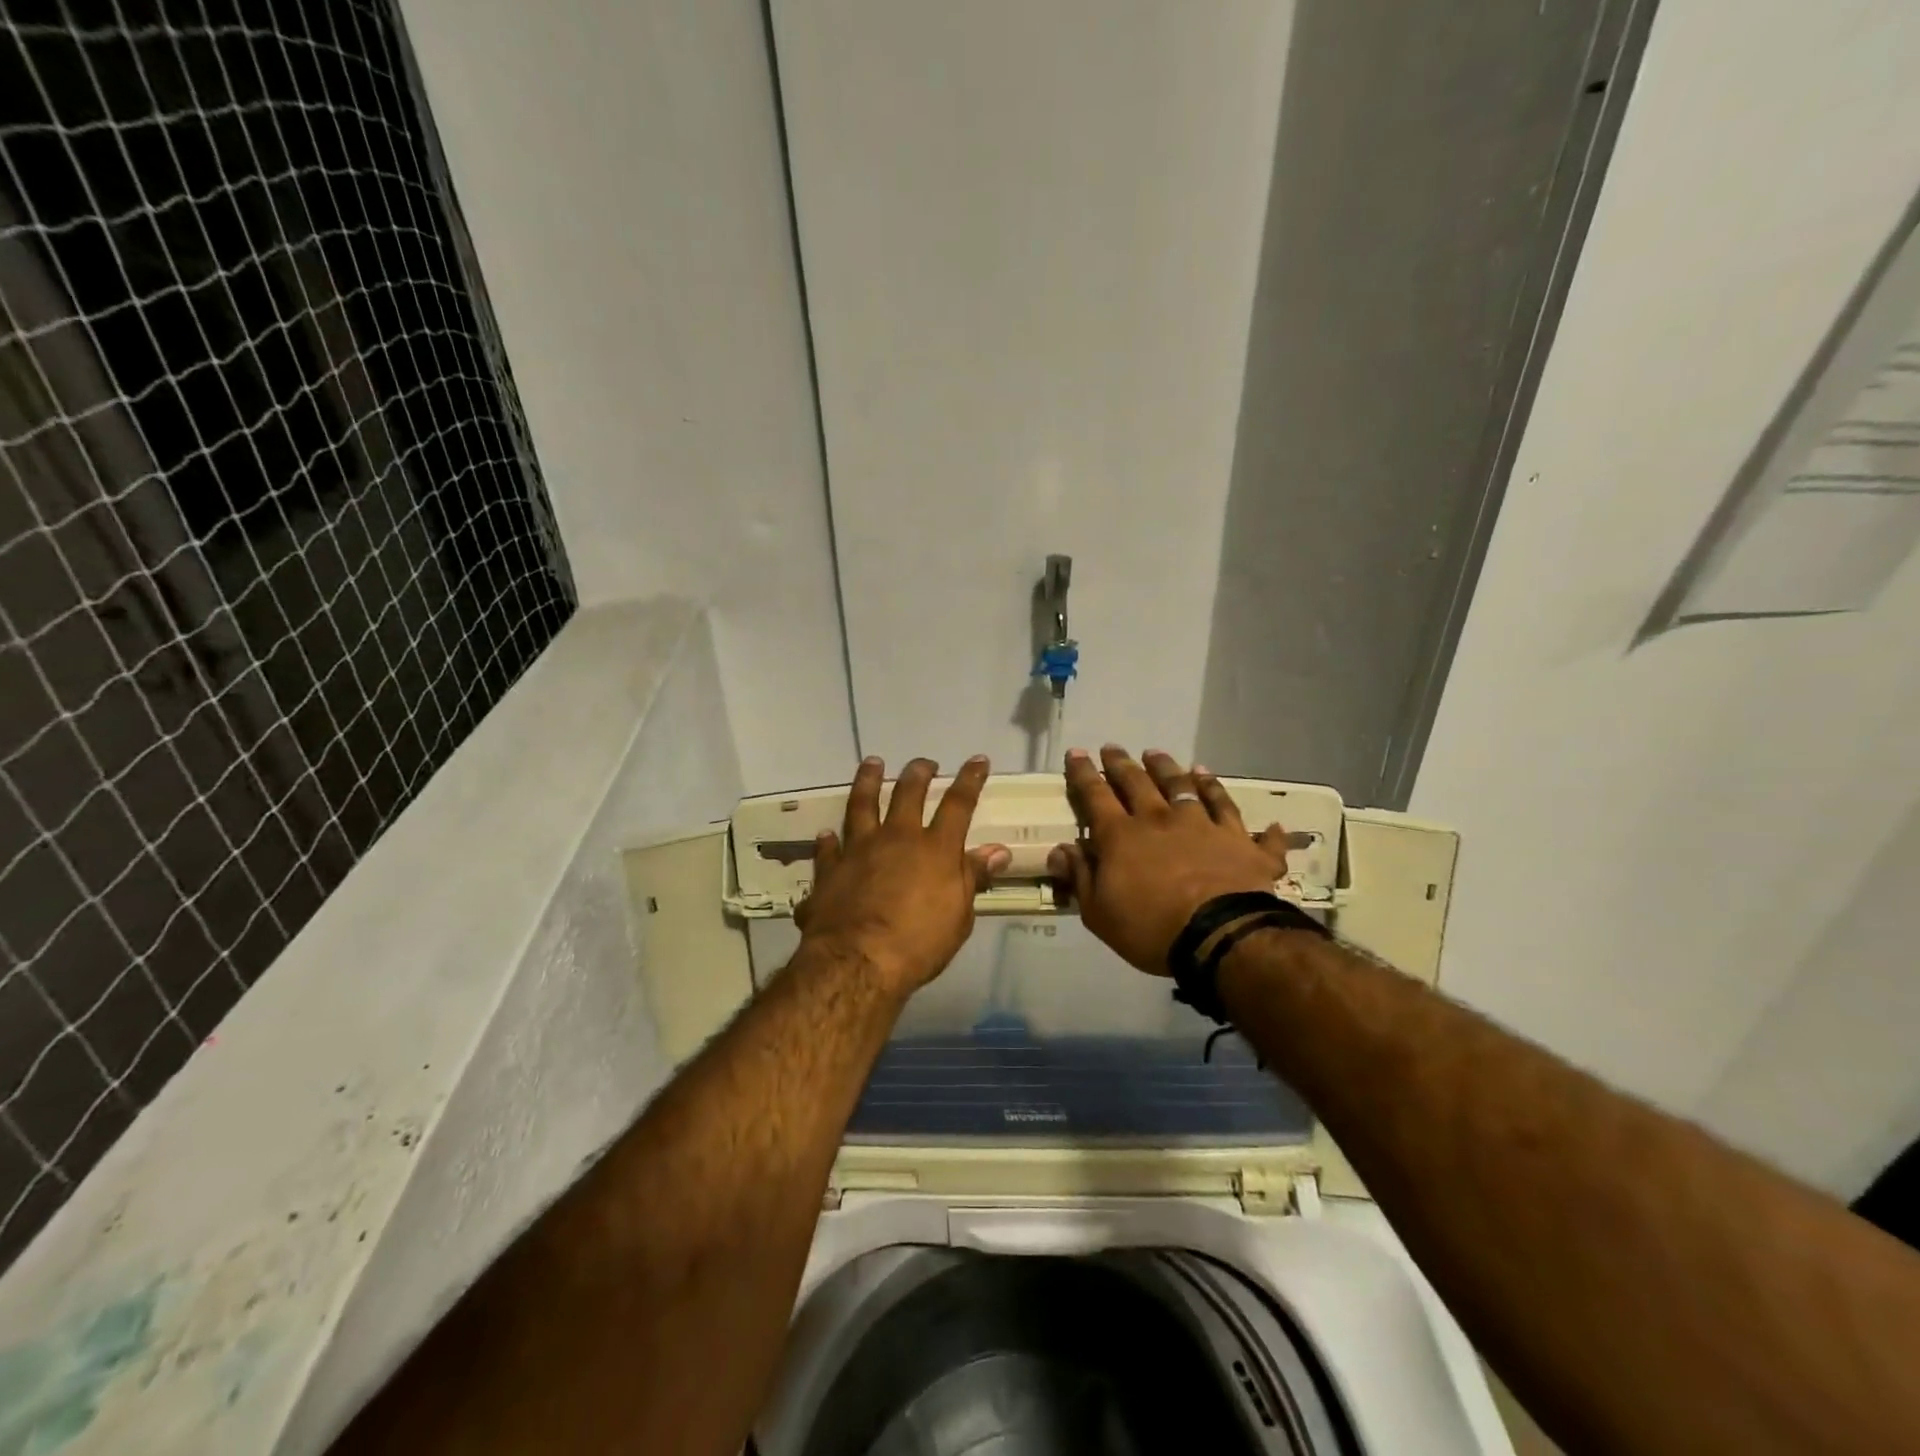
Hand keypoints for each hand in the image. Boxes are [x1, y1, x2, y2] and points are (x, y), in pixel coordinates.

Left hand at [795, 755, 1009, 996]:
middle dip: (918, 773)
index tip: (977, 760)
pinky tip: (825, 834)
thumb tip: (998, 850)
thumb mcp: (959, 915)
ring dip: (867, 781)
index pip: (958, 804)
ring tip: (871, 764)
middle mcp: (896, 838)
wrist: (858, 961)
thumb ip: (973, 877)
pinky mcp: (830, 870)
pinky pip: (828, 849)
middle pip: (907, 794)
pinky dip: (827, 841)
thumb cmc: (919, 943)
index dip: (969, 780)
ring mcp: (859, 850)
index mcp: (934, 849)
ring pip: (862, 805)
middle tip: (924, 763)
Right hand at [1048, 745, 1289, 975]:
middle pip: (1138, 782)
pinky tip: (1250, 807)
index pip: (1096, 795)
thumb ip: (1080, 877)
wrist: (1219, 935)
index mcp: (1121, 836)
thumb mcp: (1098, 912)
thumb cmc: (1150, 928)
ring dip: (1172, 769)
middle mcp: (1161, 819)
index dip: (1083, 773)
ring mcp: (1203, 825)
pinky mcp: (1240, 841)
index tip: (1077, 753)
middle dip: (1122, 763)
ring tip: (1161, 757)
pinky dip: (1237, 810)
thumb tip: (1059, 850)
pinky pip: (1237, 816)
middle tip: (1113, 748)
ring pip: (1186, 787)